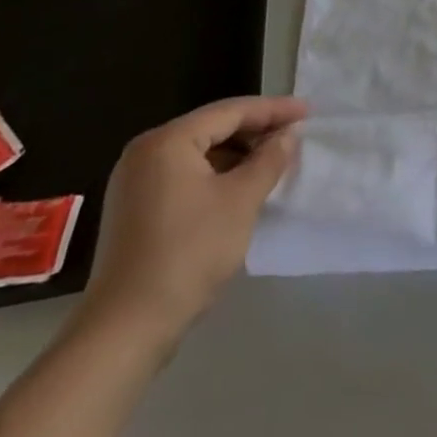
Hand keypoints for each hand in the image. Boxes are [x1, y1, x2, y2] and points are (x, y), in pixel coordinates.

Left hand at [77, 95, 307, 353]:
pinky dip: (218, 173)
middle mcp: (146, 153)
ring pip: (200, 152)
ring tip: (275, 159)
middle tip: (295, 133)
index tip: (308, 111)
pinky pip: (186, 174)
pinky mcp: (136, 208)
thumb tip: (289, 134)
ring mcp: (136, 182)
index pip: (230, 111)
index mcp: (167, 142)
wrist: (127, 327)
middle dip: (256, 129)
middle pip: (212, 127)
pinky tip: (243, 185)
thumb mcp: (241, 200)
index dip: (273, 109)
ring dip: (239, 152)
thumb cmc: (190, 252)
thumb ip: (270, 159)